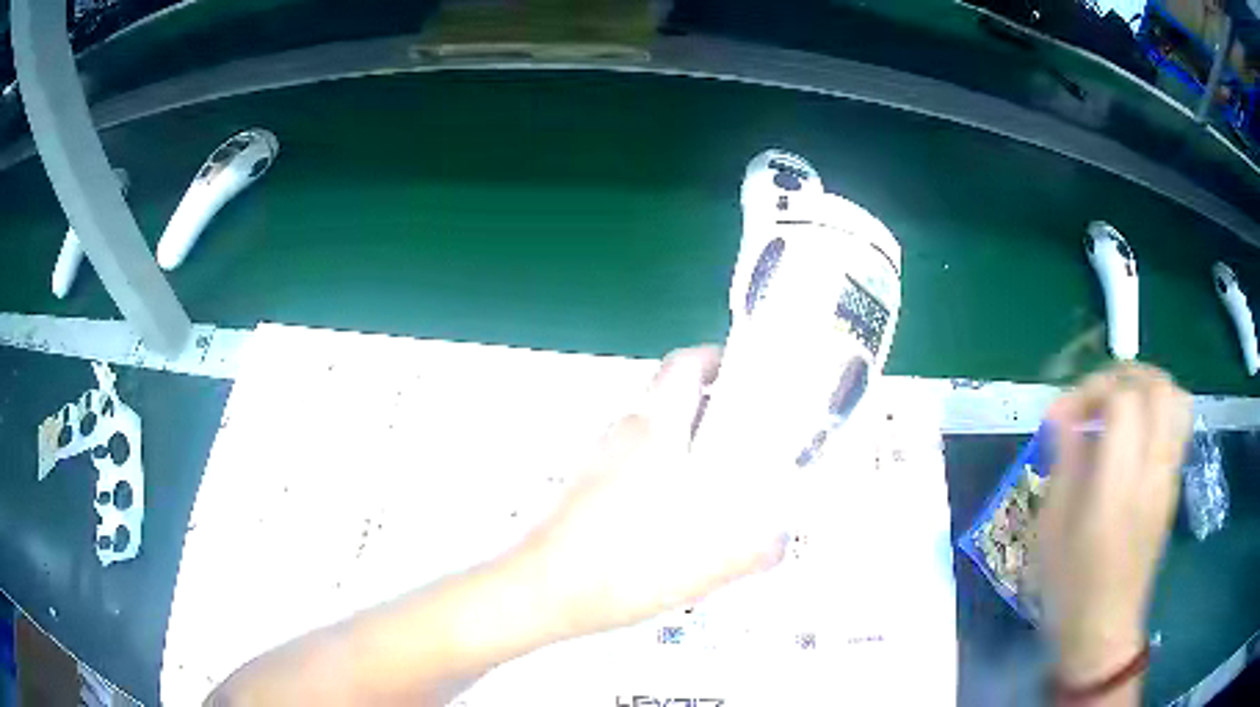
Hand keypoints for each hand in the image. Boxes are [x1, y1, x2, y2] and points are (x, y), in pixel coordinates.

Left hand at [520, 345, 788, 639]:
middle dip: (711, 408)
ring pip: (651, 431)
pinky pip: (632, 460)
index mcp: (654, 431)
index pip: (684, 366)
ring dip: (685, 443)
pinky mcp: (583, 484)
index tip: (748, 376)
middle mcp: (623, 432)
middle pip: (670, 397)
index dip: (716, 359)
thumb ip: (753, 551)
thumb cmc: (621, 566)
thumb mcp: (703, 565)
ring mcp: (598, 457)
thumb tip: (779, 540)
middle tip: (749, 439)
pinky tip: (675, 517)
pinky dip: (660, 470)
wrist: (538, 590)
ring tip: (720, 482)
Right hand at [1038, 363, 1190, 684]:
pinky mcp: (1174, 484)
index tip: (1064, 413)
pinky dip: (1158, 409)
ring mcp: (1169, 477)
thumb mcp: (1052, 528)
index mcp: (1118, 488)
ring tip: (1119, 404)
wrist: (1104, 628)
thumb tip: (1061, 411)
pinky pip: (1178, 423)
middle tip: (1095, 397)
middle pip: (1157, 387)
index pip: (1123, 401)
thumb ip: (1064, 460)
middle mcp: (1153, 472)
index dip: (1091, 390)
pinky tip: (1134, 433)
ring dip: (1146, 386)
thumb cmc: (1069, 586)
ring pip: (1175, 398)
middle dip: (1124, 375)